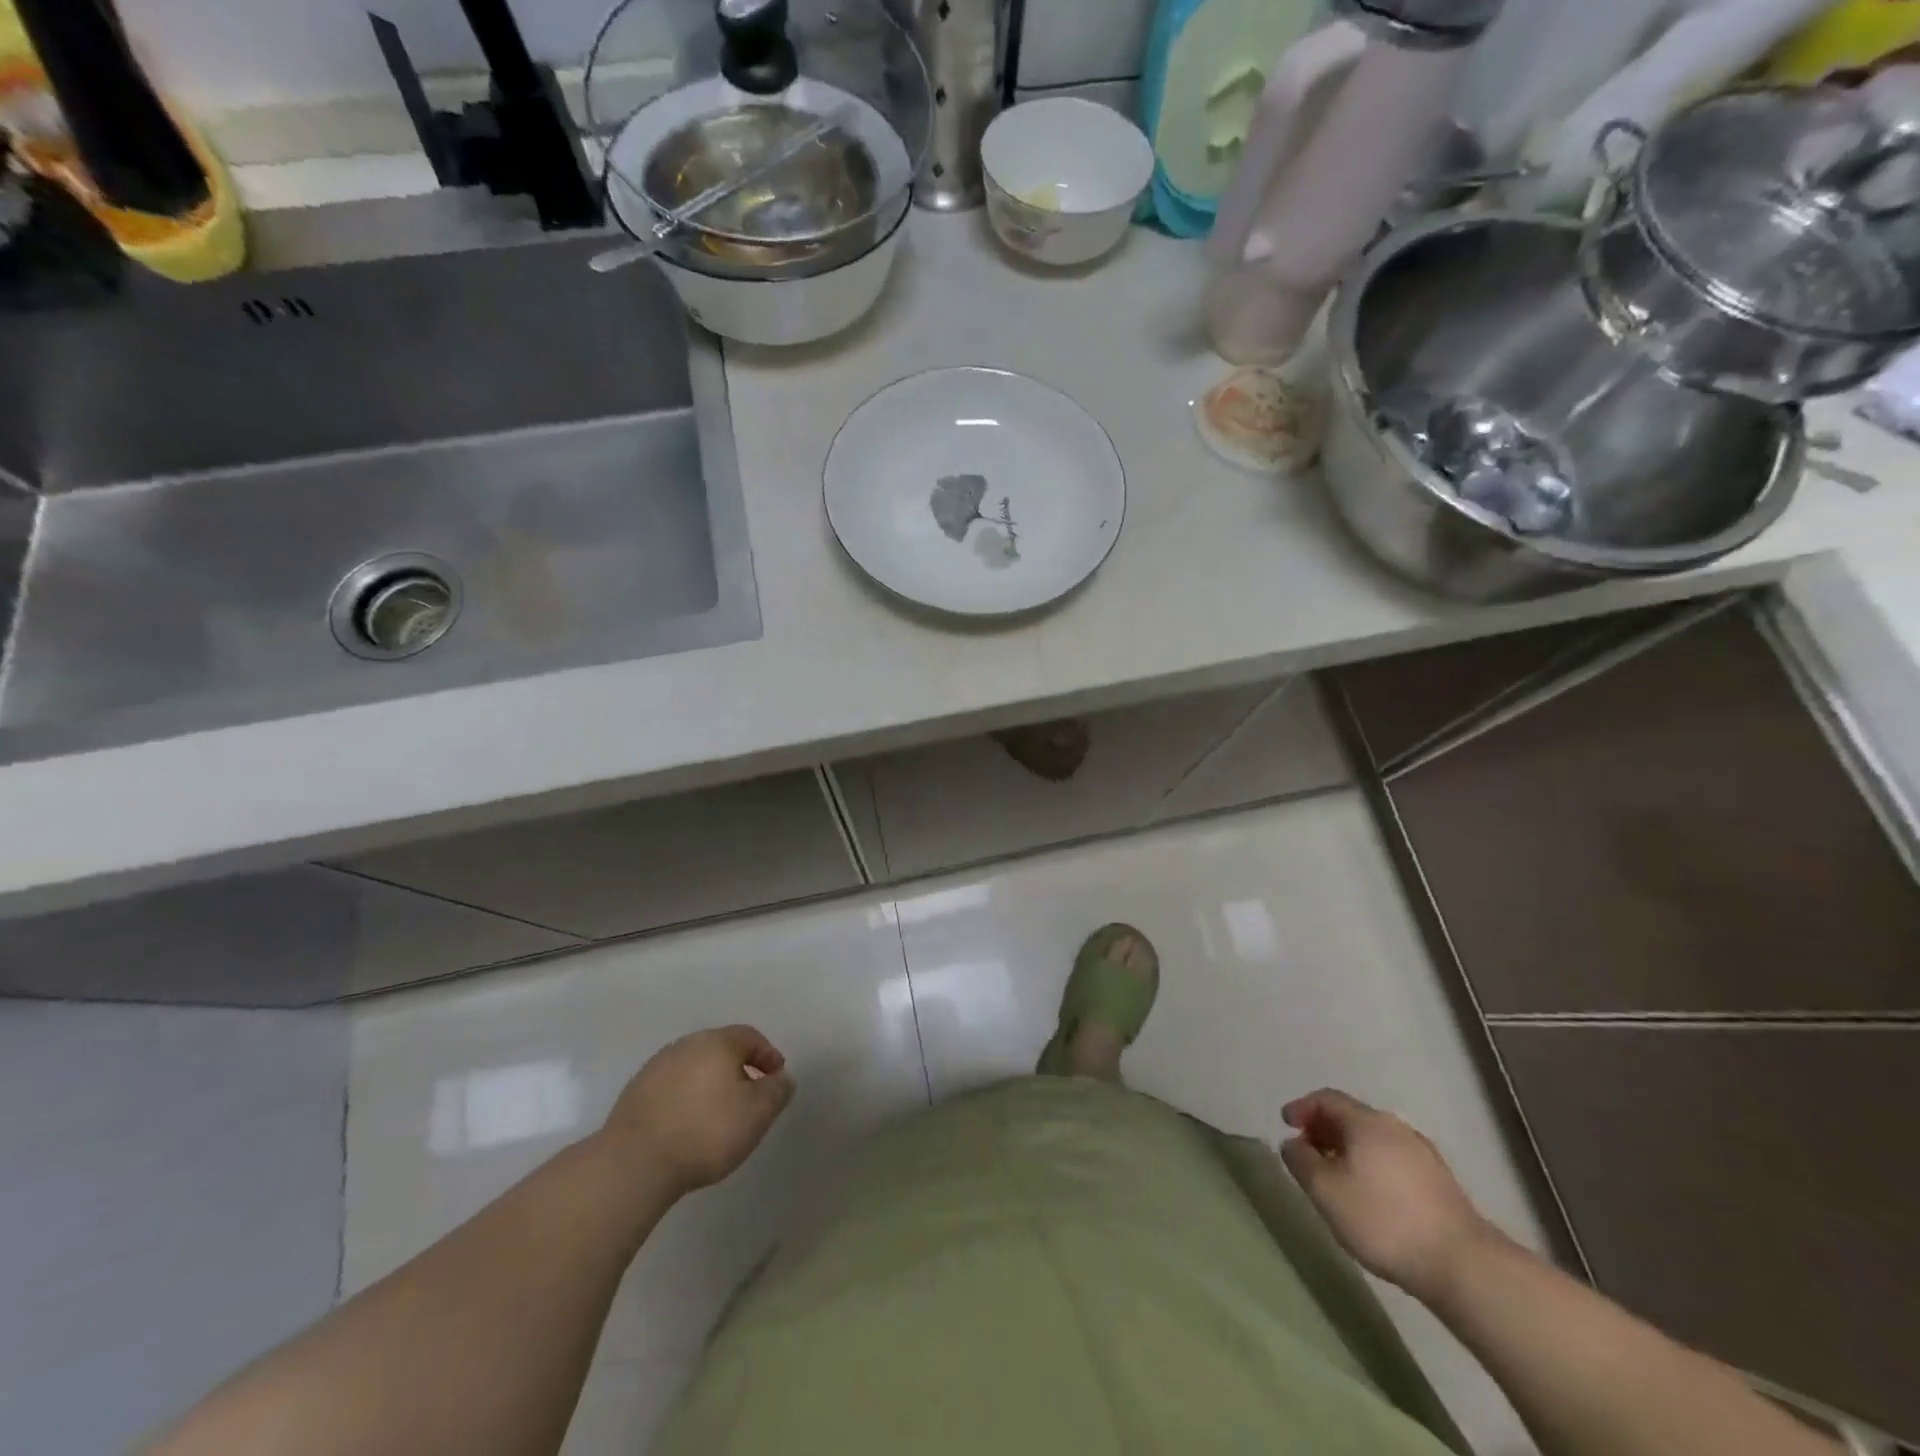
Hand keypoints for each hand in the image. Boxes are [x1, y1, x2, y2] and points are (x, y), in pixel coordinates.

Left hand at [603, 1025, 794, 1196]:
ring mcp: (656, 1067)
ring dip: (709, 1083)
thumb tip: (782, 1078)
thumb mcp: (757, 1113)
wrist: (635, 1163)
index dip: (768, 1055)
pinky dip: (685, 1098)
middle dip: (738, 1068)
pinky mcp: (634, 1093)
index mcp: (717, 1042)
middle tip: (749, 1095)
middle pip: (720, 1049)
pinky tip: (687, 1124)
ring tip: (717, 1113)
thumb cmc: (706, 1131)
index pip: (750, 1036)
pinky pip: (671, 1087)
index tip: (776, 1078)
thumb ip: (777, 1091)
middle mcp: (686, 1045)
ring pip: (694, 1067)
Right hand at [1281, 1088, 1497, 1303]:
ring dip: (1349, 1149)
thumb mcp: (1325, 1191)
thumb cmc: (1383, 1220)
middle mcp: (1395, 1127)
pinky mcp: (1440, 1182)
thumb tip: (1293, 1143)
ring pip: (1374, 1140)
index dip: (1302, 1108)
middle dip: (1324, 1129)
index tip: (1286, 1125)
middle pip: (1352, 1117)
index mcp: (1367, 1122)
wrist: (1463, 1265)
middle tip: (1307, 1151)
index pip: (1326, 1099)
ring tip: (1336, 1177)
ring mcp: (1423, 1154)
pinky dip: (1372, 1165)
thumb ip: (1301, 1161)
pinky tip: (1370, 1195)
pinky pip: (1393, 1160)